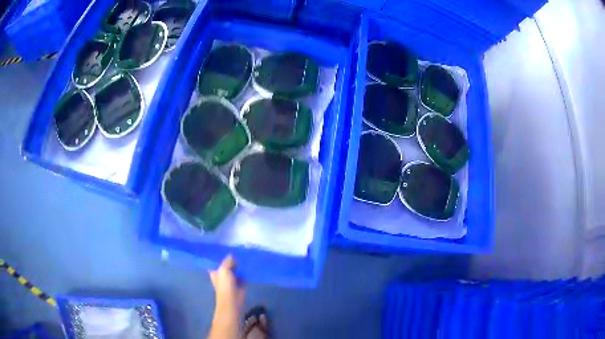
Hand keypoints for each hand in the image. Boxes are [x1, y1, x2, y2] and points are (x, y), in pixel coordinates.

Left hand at [209, 255, 244, 316]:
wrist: (233, 300)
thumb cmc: (225, 285)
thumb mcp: (224, 269)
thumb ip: (228, 261)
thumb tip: (232, 255)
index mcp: (215, 271)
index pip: (216, 261)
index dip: (220, 255)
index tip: (225, 247)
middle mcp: (222, 275)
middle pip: (227, 264)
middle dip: (231, 259)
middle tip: (238, 249)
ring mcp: (231, 279)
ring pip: (235, 269)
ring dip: (239, 265)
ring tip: (245, 255)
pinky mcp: (240, 283)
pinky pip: (243, 275)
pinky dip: (246, 271)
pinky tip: (250, 265)